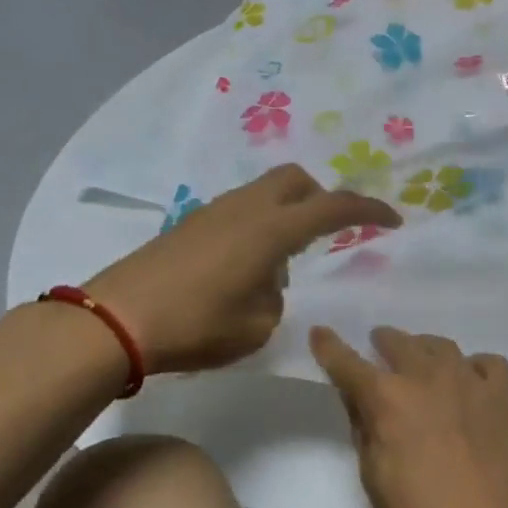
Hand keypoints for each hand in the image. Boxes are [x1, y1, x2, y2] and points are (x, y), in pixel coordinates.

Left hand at [85, 165, 398, 374]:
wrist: (114, 321)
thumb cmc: (195, 326)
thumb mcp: (256, 327)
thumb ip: (276, 297)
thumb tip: (268, 280)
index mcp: (271, 229)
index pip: (333, 208)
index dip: (368, 211)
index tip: (393, 219)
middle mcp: (246, 208)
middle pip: (296, 180)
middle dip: (321, 198)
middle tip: (329, 233)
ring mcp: (213, 212)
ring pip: (265, 193)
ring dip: (286, 215)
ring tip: (281, 265)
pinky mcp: (190, 224)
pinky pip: (240, 211)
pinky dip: (258, 226)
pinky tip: (245, 268)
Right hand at [309, 326, 507, 507]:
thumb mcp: (373, 476)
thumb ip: (364, 427)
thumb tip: (360, 398)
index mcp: (387, 398)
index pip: (348, 363)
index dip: (330, 347)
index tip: (320, 333)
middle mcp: (426, 376)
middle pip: (399, 343)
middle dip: (383, 342)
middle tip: (378, 347)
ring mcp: (469, 381)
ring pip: (442, 346)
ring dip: (424, 350)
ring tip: (421, 361)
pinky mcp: (502, 395)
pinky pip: (486, 363)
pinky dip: (472, 367)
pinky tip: (468, 382)